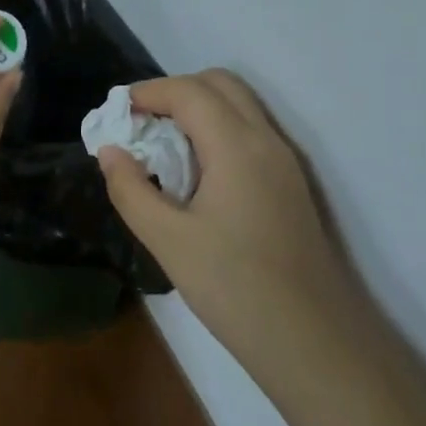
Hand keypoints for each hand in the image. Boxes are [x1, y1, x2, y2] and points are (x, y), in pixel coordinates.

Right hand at [97, 71, 359, 378]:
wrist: (314, 342)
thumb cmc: (235, 289)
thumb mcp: (168, 241)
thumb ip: (131, 190)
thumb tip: (110, 151)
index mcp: (236, 145)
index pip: (188, 91)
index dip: (148, 92)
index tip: (117, 114)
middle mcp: (265, 139)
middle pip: (219, 83)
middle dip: (175, 91)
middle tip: (142, 123)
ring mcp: (284, 159)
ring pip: (239, 104)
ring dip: (199, 107)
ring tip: (165, 144)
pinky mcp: (291, 181)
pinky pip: (250, 129)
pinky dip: (218, 127)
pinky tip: (197, 170)